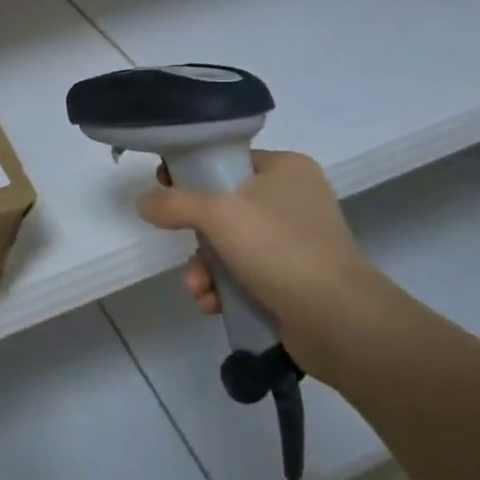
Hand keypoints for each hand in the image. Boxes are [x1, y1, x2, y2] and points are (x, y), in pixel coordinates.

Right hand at [136, 149, 389, 380]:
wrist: (337, 319)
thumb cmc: (279, 249)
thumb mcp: (218, 215)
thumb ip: (175, 203)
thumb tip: (143, 201)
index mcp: (286, 169)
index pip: (229, 160)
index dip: (193, 173)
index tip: (164, 187)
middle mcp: (294, 199)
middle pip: (225, 206)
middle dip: (197, 236)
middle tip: (183, 246)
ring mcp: (297, 241)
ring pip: (231, 245)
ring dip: (206, 268)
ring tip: (199, 289)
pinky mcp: (295, 279)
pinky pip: (246, 274)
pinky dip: (226, 288)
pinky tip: (214, 304)